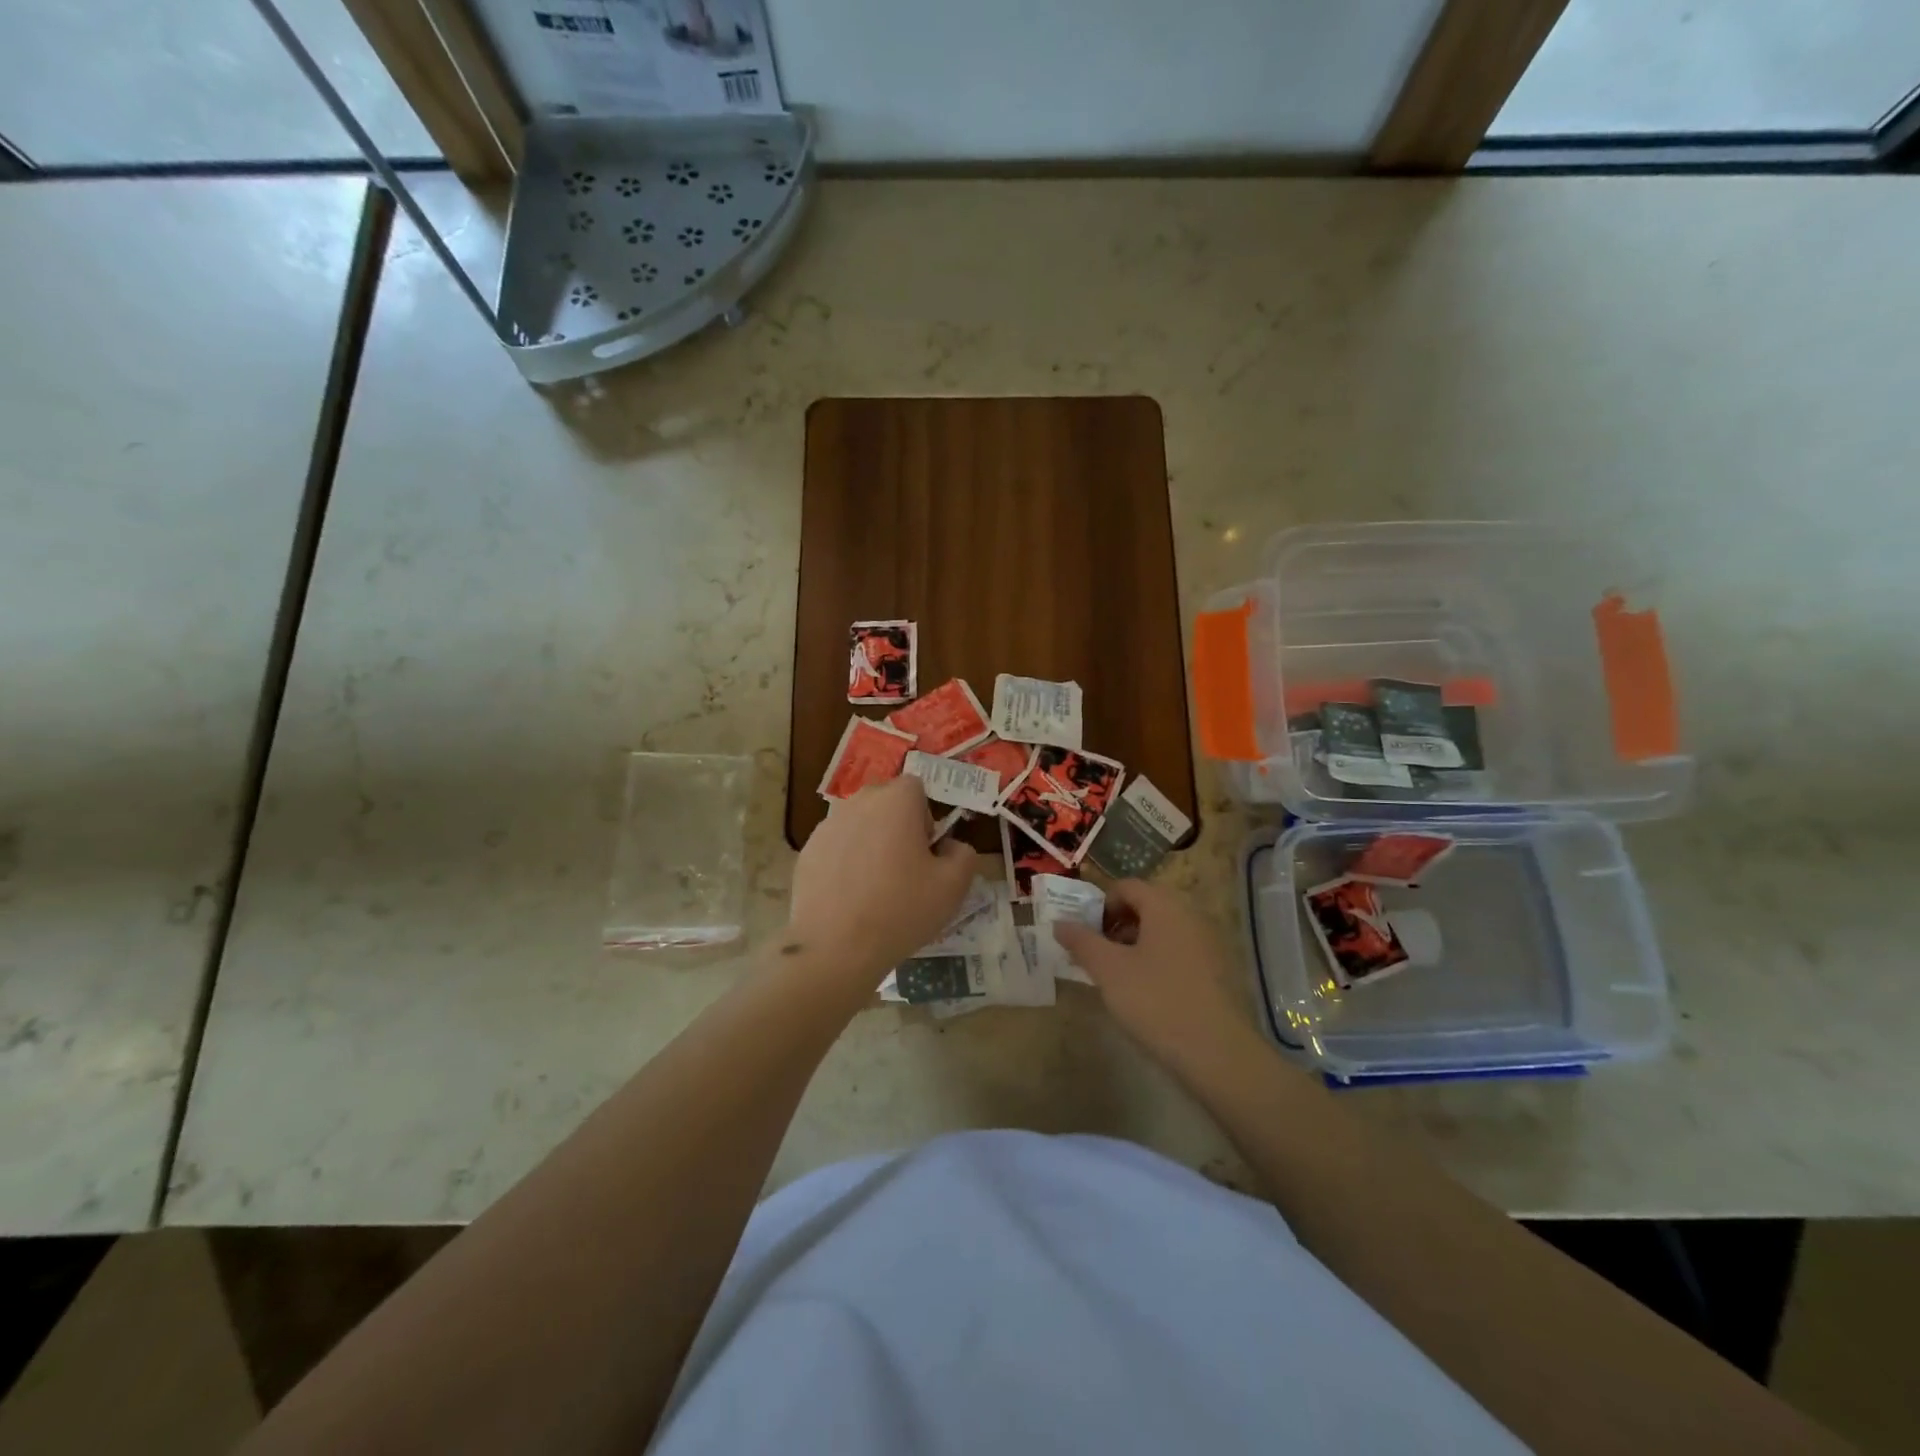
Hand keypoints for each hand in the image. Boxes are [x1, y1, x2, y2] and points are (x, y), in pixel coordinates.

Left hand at [788, 777, 976, 987]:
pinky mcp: (807, 851)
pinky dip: (846, 862)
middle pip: (885, 801)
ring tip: (876, 886)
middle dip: (898, 825)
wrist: (836, 948)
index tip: (926, 851)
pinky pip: (837, 846)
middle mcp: (858, 802)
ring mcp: (827, 826)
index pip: (916, 787)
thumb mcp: (953, 886)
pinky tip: (850, 897)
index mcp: (895, 801)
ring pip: (859, 824)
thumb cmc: (901, 910)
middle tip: (905, 868)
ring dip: (871, 842)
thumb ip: (963, 854)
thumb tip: (950, 846)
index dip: (925, 816)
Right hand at [1053, 879, 1255, 1078]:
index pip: (1126, 886)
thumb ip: (1081, 941)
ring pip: (1161, 930)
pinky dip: (1156, 960)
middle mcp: (1189, 914)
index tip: (1085, 934)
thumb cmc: (1155, 1000)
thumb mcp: (1108, 970)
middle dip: (1116, 926)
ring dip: (1134, 944)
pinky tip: (1145, 992)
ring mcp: (1207, 942)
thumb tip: (1060, 923)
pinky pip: (1178, 951)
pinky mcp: (1215, 970)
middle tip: (1096, 955)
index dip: (1100, 905)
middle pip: (1145, 906)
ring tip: (1116, 976)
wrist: (1216, 1052)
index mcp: (1164, 905)